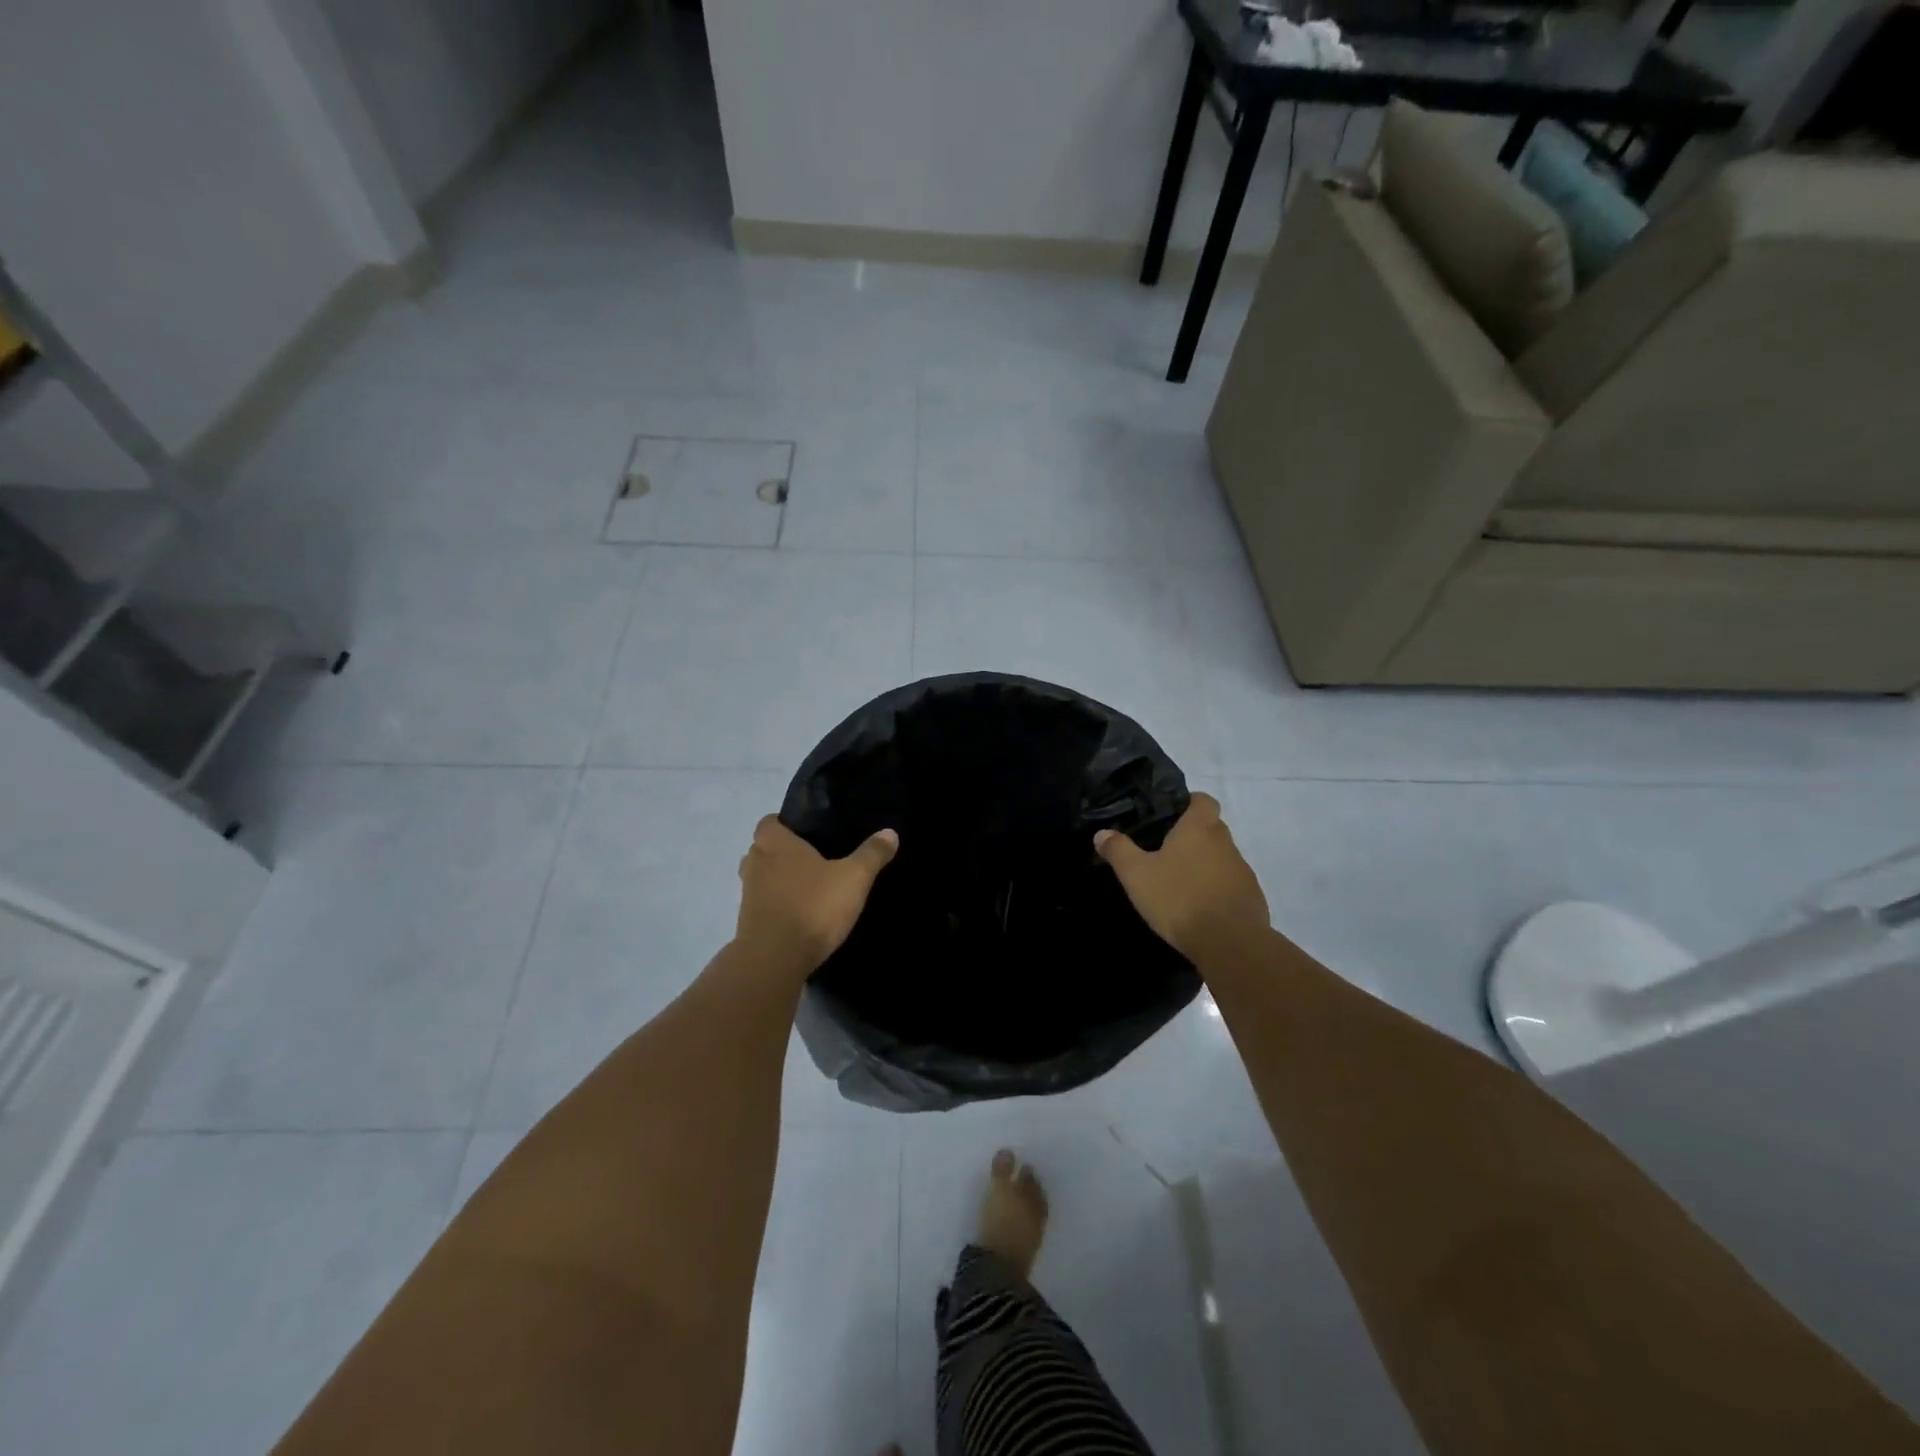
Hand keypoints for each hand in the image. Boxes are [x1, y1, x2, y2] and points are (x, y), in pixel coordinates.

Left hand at [736, 816, 898, 974]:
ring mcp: (748, 894)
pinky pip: (762, 905)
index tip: (807, 832)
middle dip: (781, 852)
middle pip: (762, 849)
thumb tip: (890, 832)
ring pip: (760, 877)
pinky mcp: (748, 922)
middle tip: (812, 859)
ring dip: (776, 880)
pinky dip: (776, 906)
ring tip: (807, 888)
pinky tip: (800, 915)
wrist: (775, 959)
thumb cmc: (813, 906)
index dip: (784, 824)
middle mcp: (755, 863)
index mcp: (776, 844)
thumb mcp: (853, 878)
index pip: (768, 821)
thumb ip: (871, 854)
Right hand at [1095, 793, 1268, 960]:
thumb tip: (1102, 833)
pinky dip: (1217, 890)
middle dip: (1192, 836)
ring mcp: (1243, 870)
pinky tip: (1199, 908)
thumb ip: (1118, 850)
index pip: (1203, 800)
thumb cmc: (1179, 898)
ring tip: (1180, 883)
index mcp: (1199, 828)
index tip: (1171, 815)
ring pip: (1222, 857)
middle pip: (1212, 828)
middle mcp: (1226, 842)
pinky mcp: (1252, 897)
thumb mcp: (1136, 874)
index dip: (1189, 803)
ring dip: (1205, 865)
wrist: (1229, 943)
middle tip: (1166, 852)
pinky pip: (1231, 884)